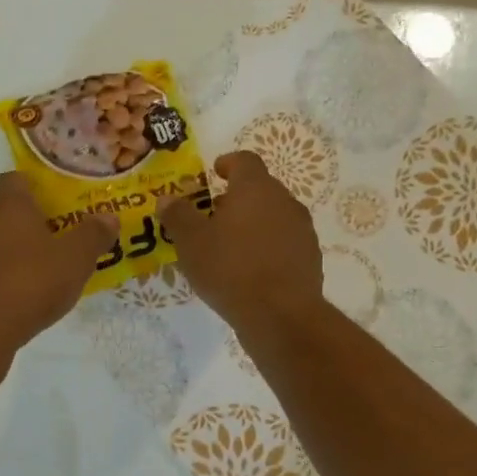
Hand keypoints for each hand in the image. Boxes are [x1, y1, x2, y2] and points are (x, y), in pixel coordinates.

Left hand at [0, 172, 117, 352]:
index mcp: (9, 210)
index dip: (28, 184)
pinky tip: (23, 304)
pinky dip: (3, 285)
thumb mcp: (74, 259)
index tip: (48, 196)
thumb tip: (108, 217)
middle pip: (4, 217)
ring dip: (16, 258)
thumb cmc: (28, 283)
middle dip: (28, 227)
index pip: (11, 181)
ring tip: (45, 277)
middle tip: (58, 241)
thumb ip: (92, 236)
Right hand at [159, 152, 322, 328]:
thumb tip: (166, 199)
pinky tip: (250, 269)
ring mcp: (302, 230)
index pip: (245, 160)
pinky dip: (267, 246)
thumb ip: (177, 216)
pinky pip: (284, 242)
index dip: (228, 163)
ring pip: (273, 215)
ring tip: (229, 245)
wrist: (280, 315)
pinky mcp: (309, 258)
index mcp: (255, 188)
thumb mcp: (191, 242)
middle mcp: (284, 201)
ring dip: (253, 223)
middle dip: (237, 198)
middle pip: (260, 188)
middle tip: (213, 216)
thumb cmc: (230, 268)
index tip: (215, 172)